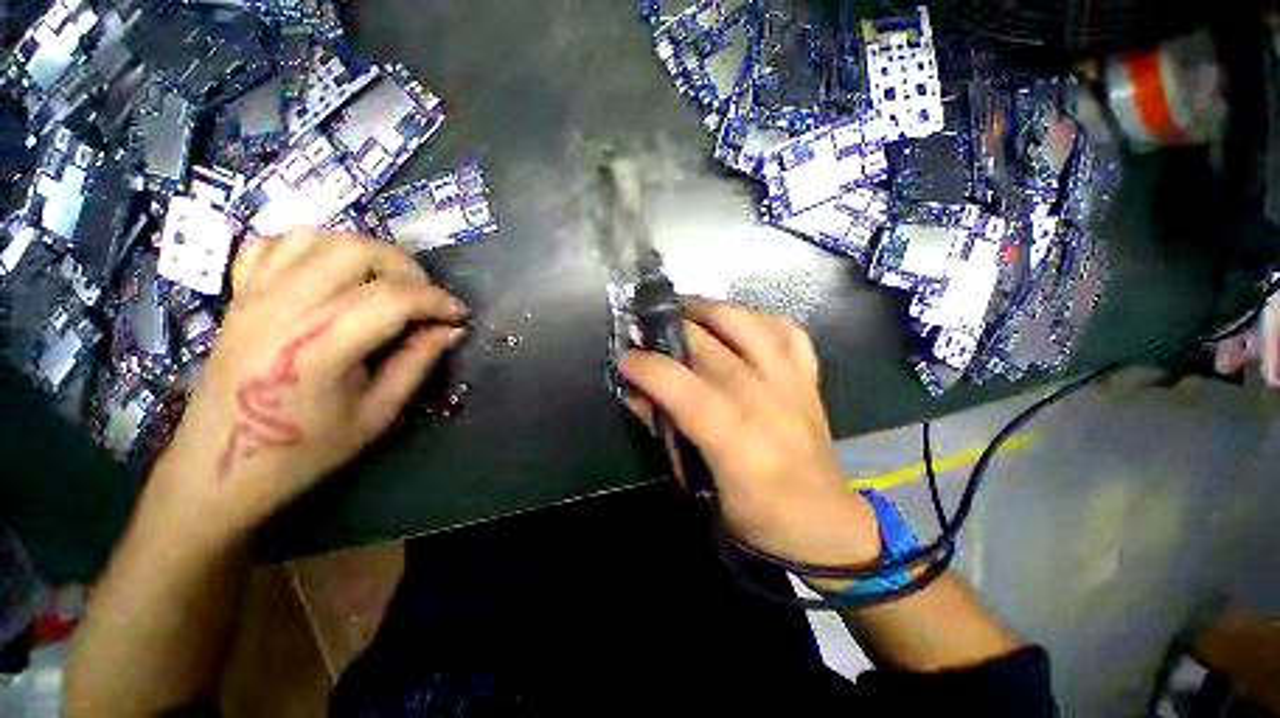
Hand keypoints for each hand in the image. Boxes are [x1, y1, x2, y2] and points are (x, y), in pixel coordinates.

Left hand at [146, 228, 467, 543]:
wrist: (219, 468)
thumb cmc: (303, 451)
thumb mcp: (377, 414)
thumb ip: (417, 363)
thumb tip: (451, 330)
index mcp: (319, 346)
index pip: (394, 297)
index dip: (438, 301)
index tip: (460, 316)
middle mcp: (284, 308)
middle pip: (358, 251)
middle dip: (408, 269)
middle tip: (425, 299)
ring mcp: (255, 296)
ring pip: (321, 238)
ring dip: (367, 253)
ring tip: (386, 284)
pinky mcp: (239, 296)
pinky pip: (276, 244)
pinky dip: (314, 248)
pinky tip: (332, 275)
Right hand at [621, 300, 880, 567]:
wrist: (825, 524)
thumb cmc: (757, 517)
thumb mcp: (700, 485)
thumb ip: (667, 433)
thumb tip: (636, 394)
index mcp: (738, 441)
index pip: (686, 389)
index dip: (650, 368)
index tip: (626, 359)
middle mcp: (767, 401)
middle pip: (712, 346)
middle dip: (671, 328)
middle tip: (646, 325)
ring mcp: (792, 383)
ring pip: (749, 324)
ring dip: (711, 309)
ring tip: (685, 309)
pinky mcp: (808, 379)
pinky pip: (786, 330)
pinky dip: (758, 318)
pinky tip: (738, 321)